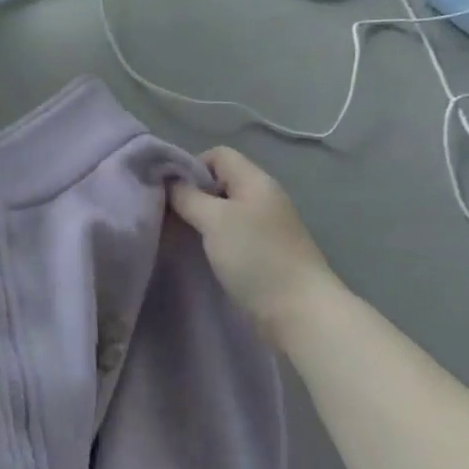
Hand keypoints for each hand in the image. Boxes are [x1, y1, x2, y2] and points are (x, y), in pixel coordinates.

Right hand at [168, 147, 340, 336]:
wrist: (300, 313)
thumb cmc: (256, 257)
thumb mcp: (215, 220)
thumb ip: (188, 197)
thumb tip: (169, 181)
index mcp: (255, 181)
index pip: (218, 155)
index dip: (191, 166)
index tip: (171, 191)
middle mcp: (262, 198)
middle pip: (219, 182)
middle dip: (191, 195)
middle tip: (168, 215)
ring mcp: (265, 228)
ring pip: (223, 211)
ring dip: (200, 220)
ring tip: (178, 236)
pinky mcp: (263, 254)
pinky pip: (230, 235)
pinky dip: (212, 240)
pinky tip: (198, 254)